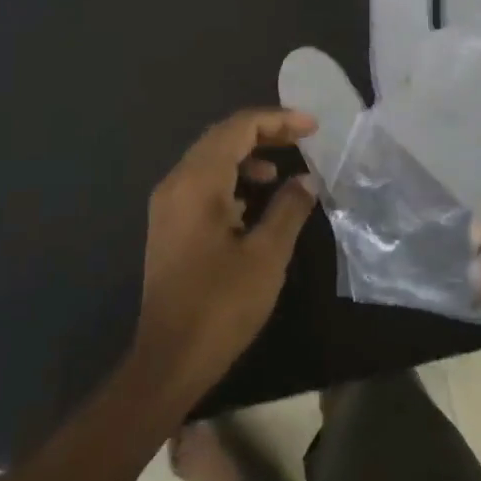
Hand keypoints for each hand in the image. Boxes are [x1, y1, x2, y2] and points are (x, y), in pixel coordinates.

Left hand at [133, 108, 319, 401]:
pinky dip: (230, 178)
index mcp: (197, 183)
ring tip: (281, 170)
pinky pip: (201, 182)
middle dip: (263, 132)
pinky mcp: (168, 224)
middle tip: (302, 138)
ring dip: (246, 155)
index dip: (278, 120)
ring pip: (209, 159)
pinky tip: (253, 201)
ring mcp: (167, 204)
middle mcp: (176, 183)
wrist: (169, 360)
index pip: (238, 128)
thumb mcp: (267, 256)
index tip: (313, 127)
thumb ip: (289, 209)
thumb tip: (307, 180)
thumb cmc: (221, 306)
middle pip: (221, 137)